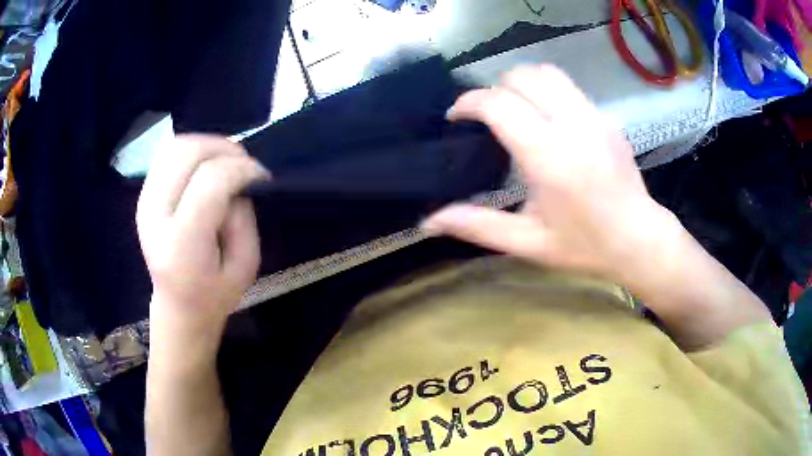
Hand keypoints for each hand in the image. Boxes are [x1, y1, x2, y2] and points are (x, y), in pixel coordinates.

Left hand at [136, 134, 269, 336]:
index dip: (241, 169)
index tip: (262, 177)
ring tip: (227, 161)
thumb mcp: (246, 266)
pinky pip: (167, 154)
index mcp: (181, 244)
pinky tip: (207, 166)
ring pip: (175, 146)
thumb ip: (243, 218)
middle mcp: (155, 216)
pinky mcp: (144, 195)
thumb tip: (239, 179)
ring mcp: (145, 202)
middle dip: (223, 148)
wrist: (177, 307)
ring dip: (207, 145)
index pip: (210, 182)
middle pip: (187, 153)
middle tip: (244, 164)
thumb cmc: (215, 294)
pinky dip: (192, 151)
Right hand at [423, 65, 673, 283]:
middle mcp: (573, 126)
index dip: (469, 103)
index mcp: (549, 157)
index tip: (457, 117)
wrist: (638, 240)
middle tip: (486, 116)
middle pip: (522, 77)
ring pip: (547, 73)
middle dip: (494, 88)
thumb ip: (477, 226)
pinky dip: (546, 92)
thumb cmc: (584, 246)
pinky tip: (546, 119)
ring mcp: (594, 117)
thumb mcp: (528, 242)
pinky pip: (568, 88)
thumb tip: (429, 222)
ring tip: (514, 108)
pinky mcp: (607, 117)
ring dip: (521, 82)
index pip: (499, 104)